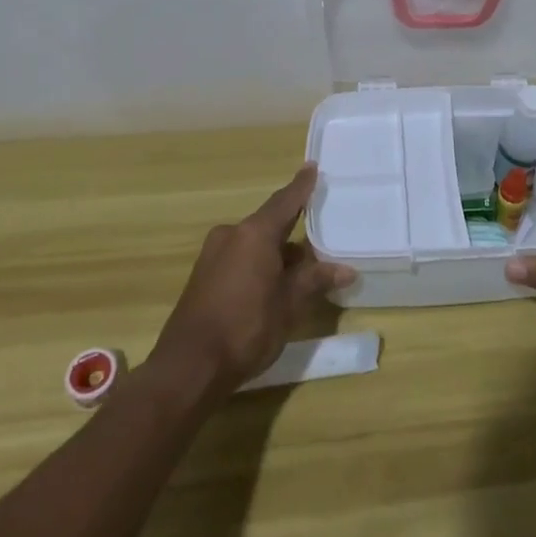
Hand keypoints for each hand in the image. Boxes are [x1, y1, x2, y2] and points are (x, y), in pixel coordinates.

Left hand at [148, 164, 354, 393]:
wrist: (188, 369)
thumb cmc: (246, 328)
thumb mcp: (289, 305)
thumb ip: (315, 280)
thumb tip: (346, 269)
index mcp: (254, 233)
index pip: (285, 201)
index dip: (302, 186)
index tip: (313, 167)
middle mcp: (232, 235)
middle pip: (269, 224)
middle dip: (293, 231)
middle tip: (320, 237)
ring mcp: (213, 256)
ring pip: (254, 244)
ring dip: (277, 253)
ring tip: (303, 270)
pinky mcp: (203, 277)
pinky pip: (240, 258)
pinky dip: (259, 264)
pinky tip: (274, 285)